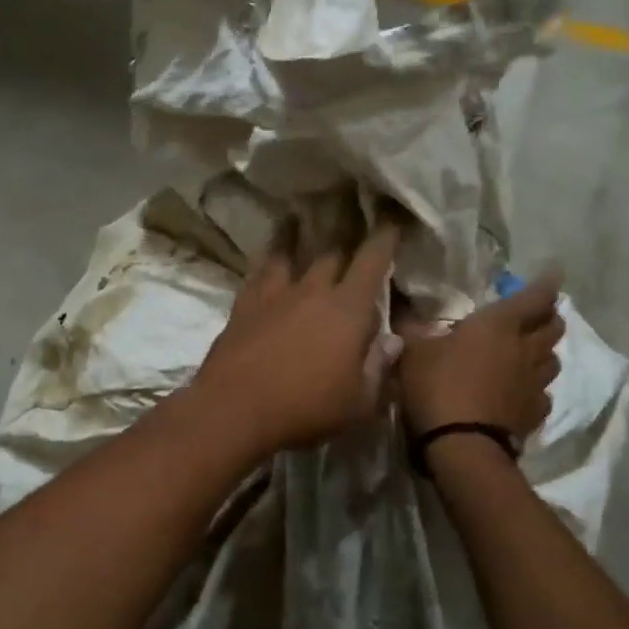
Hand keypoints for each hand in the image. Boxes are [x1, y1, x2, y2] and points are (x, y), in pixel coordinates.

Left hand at [192, 222, 403, 455]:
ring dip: (297, 237)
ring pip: (290, 254)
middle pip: (332, 254)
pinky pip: (259, 273)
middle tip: (351, 227)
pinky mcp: (244, 305)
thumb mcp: (358, 402)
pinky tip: (267, 259)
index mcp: (348, 309)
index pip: (372, 261)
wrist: (234, 409)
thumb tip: (393, 341)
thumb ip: (378, 368)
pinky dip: (267, 261)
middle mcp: (313, 291)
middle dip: (346, 241)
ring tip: (298, 219)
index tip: (391, 219)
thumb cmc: (306, 409)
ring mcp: (274, 295)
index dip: (384, 238)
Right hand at [396, 274, 564, 440]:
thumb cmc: (438, 387)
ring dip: (545, 352)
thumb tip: (399, 303)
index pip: (535, 297)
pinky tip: (522, 392)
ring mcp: (535, 384)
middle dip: (549, 317)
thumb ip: (410, 326)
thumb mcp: (412, 351)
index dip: (546, 283)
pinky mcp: (535, 414)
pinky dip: (536, 389)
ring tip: (530, 352)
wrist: (462, 446)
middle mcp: (526, 349)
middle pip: (554, 327)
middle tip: (537, 314)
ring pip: (553, 360)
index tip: (555, 272)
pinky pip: (544, 394)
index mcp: (499, 325)